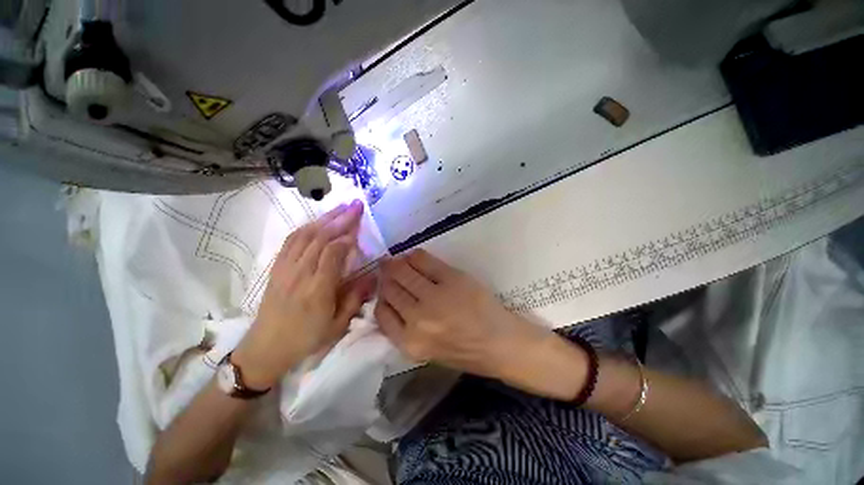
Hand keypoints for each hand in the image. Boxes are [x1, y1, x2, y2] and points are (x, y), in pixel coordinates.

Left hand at [233, 201, 376, 389]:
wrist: (265, 348)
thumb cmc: (306, 338)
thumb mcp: (337, 325)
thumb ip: (356, 298)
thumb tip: (374, 275)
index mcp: (317, 290)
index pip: (332, 253)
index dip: (347, 237)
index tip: (360, 227)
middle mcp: (299, 274)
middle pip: (319, 238)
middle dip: (340, 219)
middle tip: (356, 205)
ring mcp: (285, 268)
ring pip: (305, 235)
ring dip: (324, 218)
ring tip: (341, 207)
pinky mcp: (277, 267)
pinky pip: (291, 240)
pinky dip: (307, 227)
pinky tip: (318, 221)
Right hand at [374, 249, 560, 383]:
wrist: (500, 344)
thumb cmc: (465, 351)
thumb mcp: (426, 350)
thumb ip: (404, 330)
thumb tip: (389, 301)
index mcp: (409, 343)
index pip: (381, 312)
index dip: (380, 297)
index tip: (383, 289)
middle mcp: (417, 319)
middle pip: (390, 289)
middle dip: (386, 277)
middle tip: (386, 268)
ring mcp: (434, 296)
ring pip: (402, 272)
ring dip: (396, 264)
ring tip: (396, 261)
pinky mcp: (451, 279)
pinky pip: (423, 261)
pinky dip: (415, 256)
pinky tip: (413, 256)